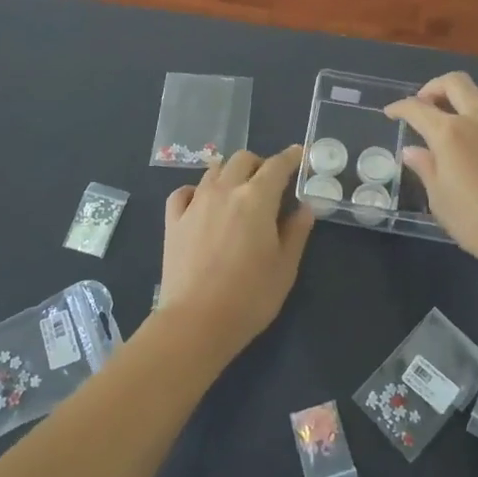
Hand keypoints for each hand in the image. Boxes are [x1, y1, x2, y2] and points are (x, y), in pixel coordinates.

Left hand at [158, 144, 314, 361]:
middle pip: (242, 159)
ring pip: (213, 170)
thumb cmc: (250, 297)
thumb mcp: (285, 267)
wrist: (196, 322)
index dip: (291, 157)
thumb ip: (296, 232)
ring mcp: (195, 203)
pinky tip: (201, 203)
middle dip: (259, 164)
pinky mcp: (173, 221)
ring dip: (230, 173)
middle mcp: (224, 191)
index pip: (277, 166)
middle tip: (269, 183)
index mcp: (256, 199)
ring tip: (237, 192)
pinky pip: (183, 192)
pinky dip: (196, 191)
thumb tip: (304, 208)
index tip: (299, 154)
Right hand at [386, 72, 477, 274]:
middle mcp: (476, 119)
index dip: (400, 107)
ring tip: (450, 117)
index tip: (390, 113)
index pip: (417, 108)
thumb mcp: (441, 201)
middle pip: (454, 82)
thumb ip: (426, 170)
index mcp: (450, 133)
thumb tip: (413, 150)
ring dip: (460, 95)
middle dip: (433, 87)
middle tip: (423, 105)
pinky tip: (475, 137)